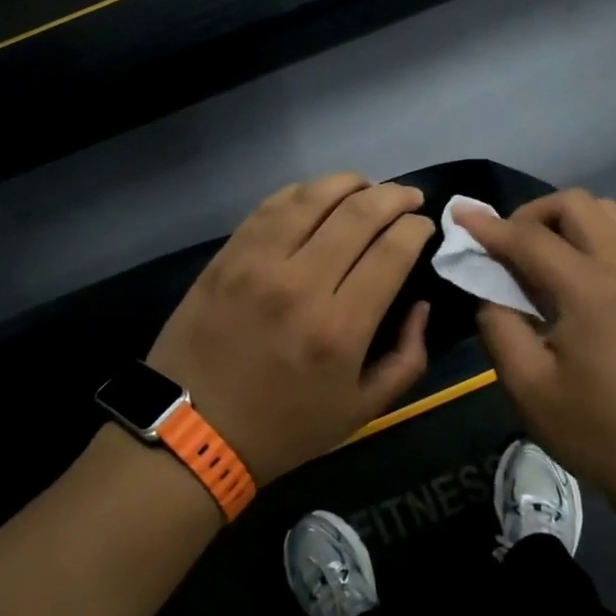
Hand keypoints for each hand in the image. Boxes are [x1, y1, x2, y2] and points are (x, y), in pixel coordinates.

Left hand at [146, 174, 433, 482]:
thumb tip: (419, 304)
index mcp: (340, 328)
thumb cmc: (283, 428)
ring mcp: (258, 263)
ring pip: (313, 197)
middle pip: (359, 213)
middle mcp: (301, 284)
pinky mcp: (227, 256)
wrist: (191, 432)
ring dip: (350, 183)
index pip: (392, 251)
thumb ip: (407, 358)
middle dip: (393, 196)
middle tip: (408, 197)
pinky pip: (271, 206)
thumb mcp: (362, 411)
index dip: (416, 228)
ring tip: (367, 186)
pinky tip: (318, 196)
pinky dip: (303, 192)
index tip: (423, 225)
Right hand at [458, 190, 615, 504]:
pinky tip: (571, 278)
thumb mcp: (529, 387)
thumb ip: (499, 327)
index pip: (530, 239)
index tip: (459, 215)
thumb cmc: (598, 432)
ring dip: (564, 221)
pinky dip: (589, 237)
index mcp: (590, 290)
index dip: (489, 226)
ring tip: (538, 258)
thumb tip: (489, 292)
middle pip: (576, 204)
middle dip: (532, 214)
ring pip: (605, 213)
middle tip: (506, 248)